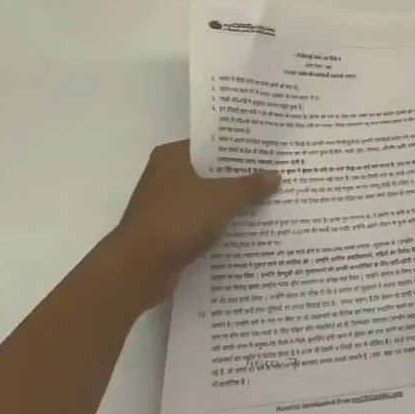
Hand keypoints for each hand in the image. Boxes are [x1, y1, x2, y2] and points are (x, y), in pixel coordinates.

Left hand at [92, 141, 279, 314]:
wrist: (138, 269)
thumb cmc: (177, 220)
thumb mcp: (221, 198)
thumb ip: (249, 186)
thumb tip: (276, 175)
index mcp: (172, 157)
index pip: (211, 144)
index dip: (238, 147)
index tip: (266, 150)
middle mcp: (165, 176)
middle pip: (210, 172)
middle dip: (239, 177)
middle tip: (274, 175)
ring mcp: (165, 206)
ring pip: (206, 199)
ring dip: (230, 203)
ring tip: (267, 201)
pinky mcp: (168, 233)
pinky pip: (200, 222)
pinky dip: (218, 225)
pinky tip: (245, 229)